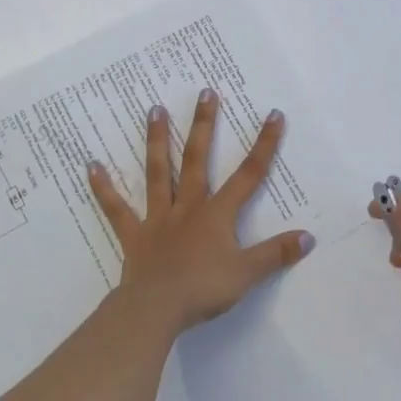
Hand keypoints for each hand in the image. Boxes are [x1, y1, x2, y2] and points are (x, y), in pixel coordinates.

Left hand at [88, 88, 313, 333]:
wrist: (156, 309)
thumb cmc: (203, 289)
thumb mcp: (247, 274)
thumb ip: (276, 254)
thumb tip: (308, 237)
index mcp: (217, 214)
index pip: (248, 174)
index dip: (264, 145)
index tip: (273, 115)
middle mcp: (188, 207)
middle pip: (197, 159)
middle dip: (204, 125)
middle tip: (205, 92)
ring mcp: (158, 218)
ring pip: (158, 172)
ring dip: (157, 141)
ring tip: (154, 109)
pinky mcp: (134, 235)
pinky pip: (116, 208)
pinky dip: (104, 188)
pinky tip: (91, 166)